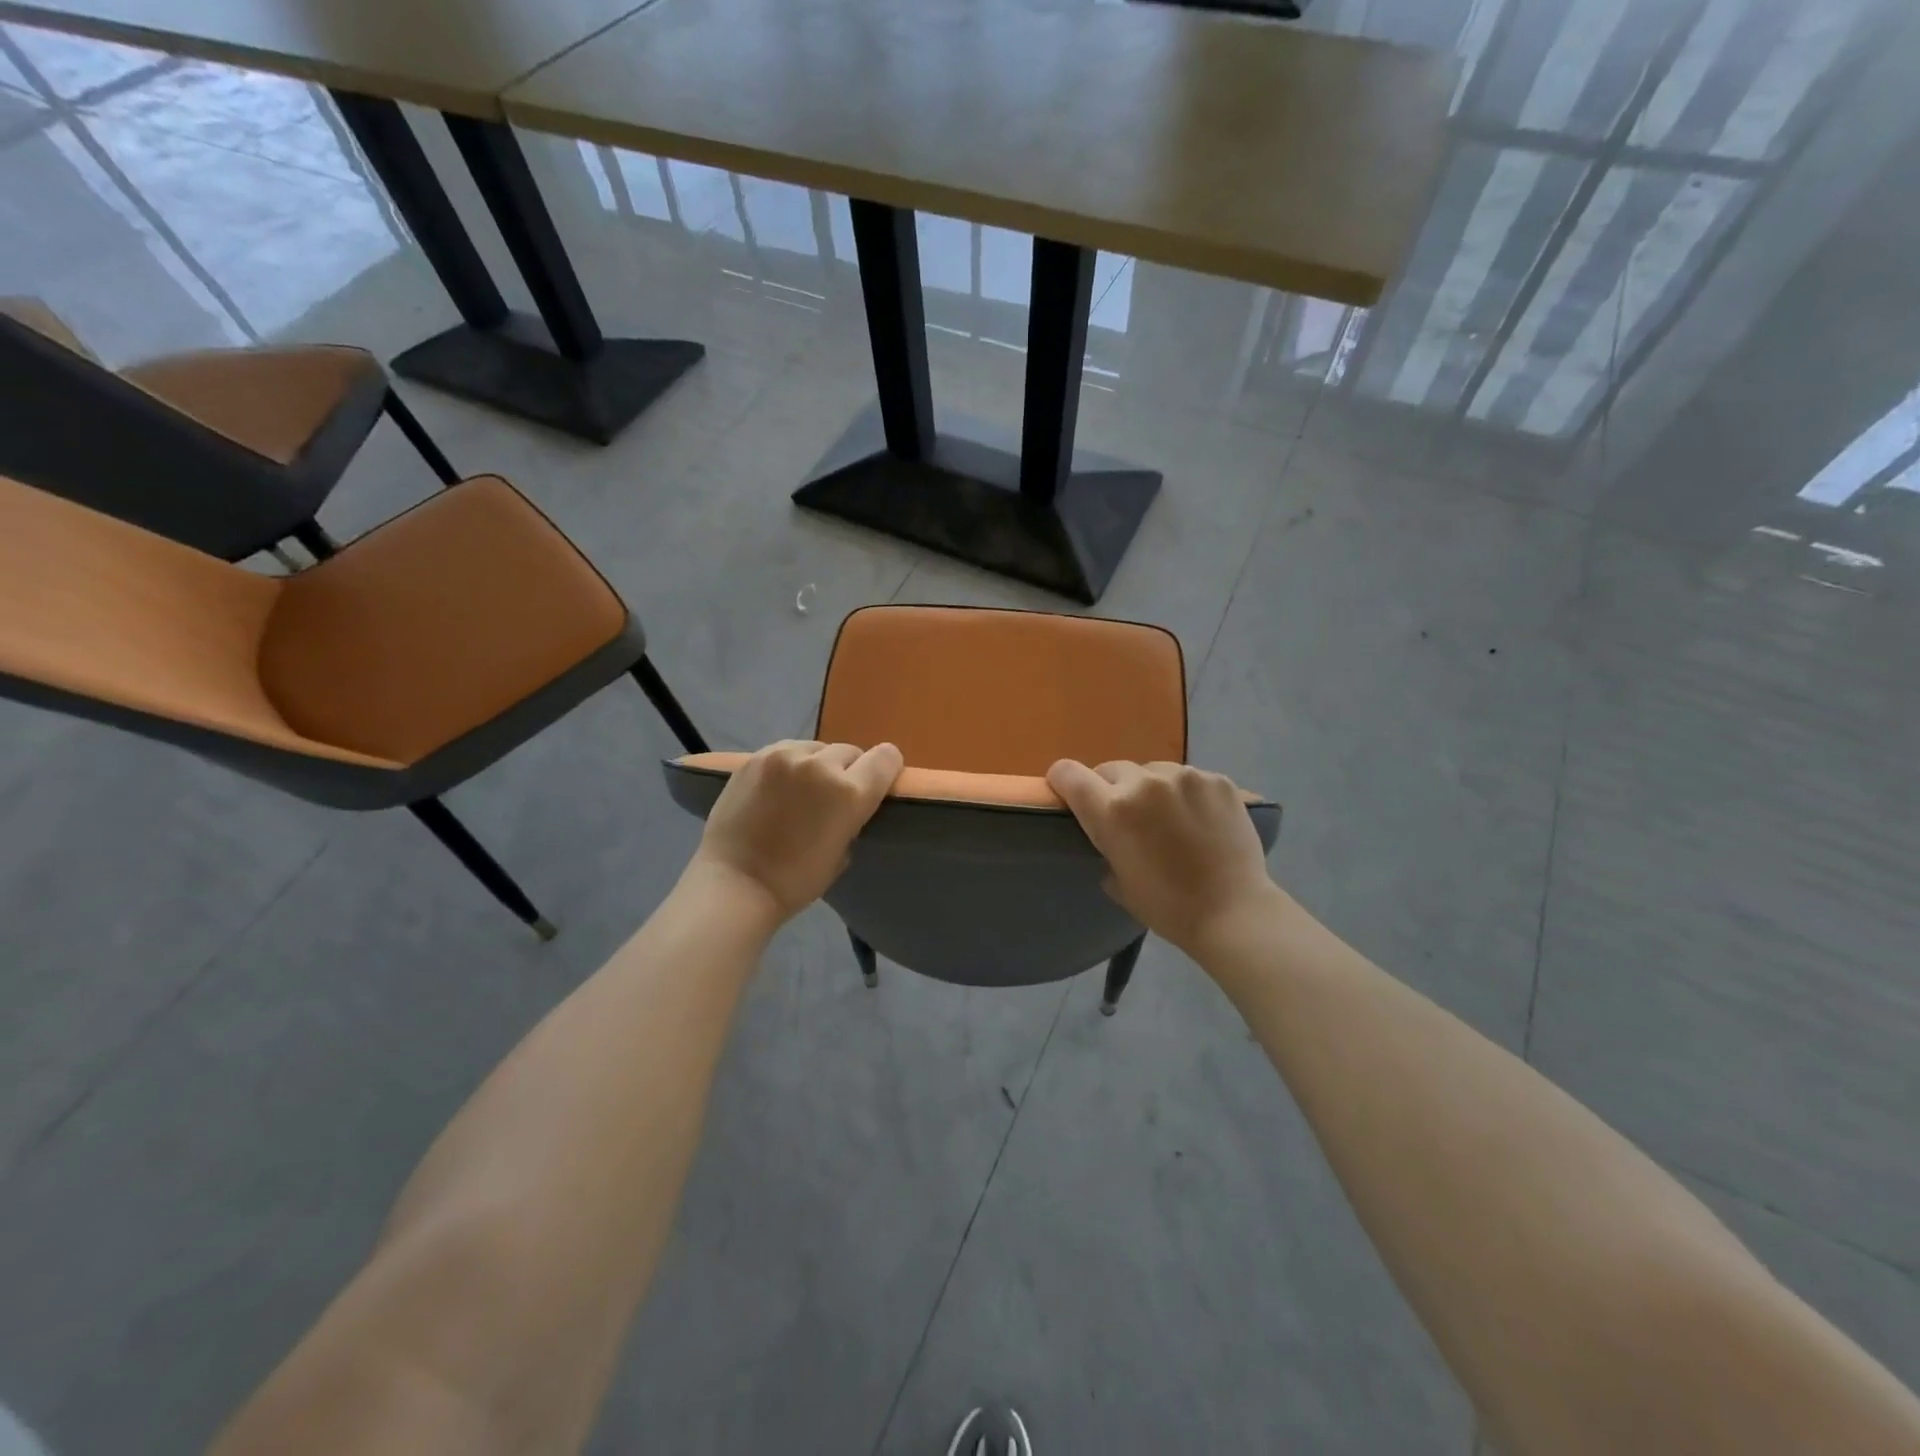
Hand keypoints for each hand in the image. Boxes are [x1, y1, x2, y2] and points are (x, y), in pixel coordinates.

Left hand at [689, 740, 903, 923]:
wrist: (734, 883)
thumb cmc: (795, 881)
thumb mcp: (843, 853)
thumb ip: (852, 817)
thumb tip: (848, 804)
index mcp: (850, 792)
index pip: (887, 758)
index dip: (885, 770)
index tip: (875, 785)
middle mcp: (821, 765)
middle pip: (851, 751)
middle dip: (847, 771)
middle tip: (831, 798)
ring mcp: (785, 757)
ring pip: (817, 748)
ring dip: (817, 765)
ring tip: (801, 791)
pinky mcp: (756, 757)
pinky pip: (787, 750)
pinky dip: (790, 764)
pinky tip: (778, 788)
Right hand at [1047, 759, 1278, 956]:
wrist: (1234, 913)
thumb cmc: (1167, 907)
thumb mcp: (1117, 880)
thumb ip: (1104, 844)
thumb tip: (1109, 832)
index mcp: (1112, 809)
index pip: (1068, 773)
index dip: (1063, 782)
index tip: (1071, 796)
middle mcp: (1144, 783)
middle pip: (1111, 769)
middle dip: (1112, 790)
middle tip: (1130, 819)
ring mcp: (1185, 777)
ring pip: (1152, 771)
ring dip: (1151, 789)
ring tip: (1170, 818)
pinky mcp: (1217, 780)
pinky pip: (1188, 778)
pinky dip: (1186, 793)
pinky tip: (1200, 819)